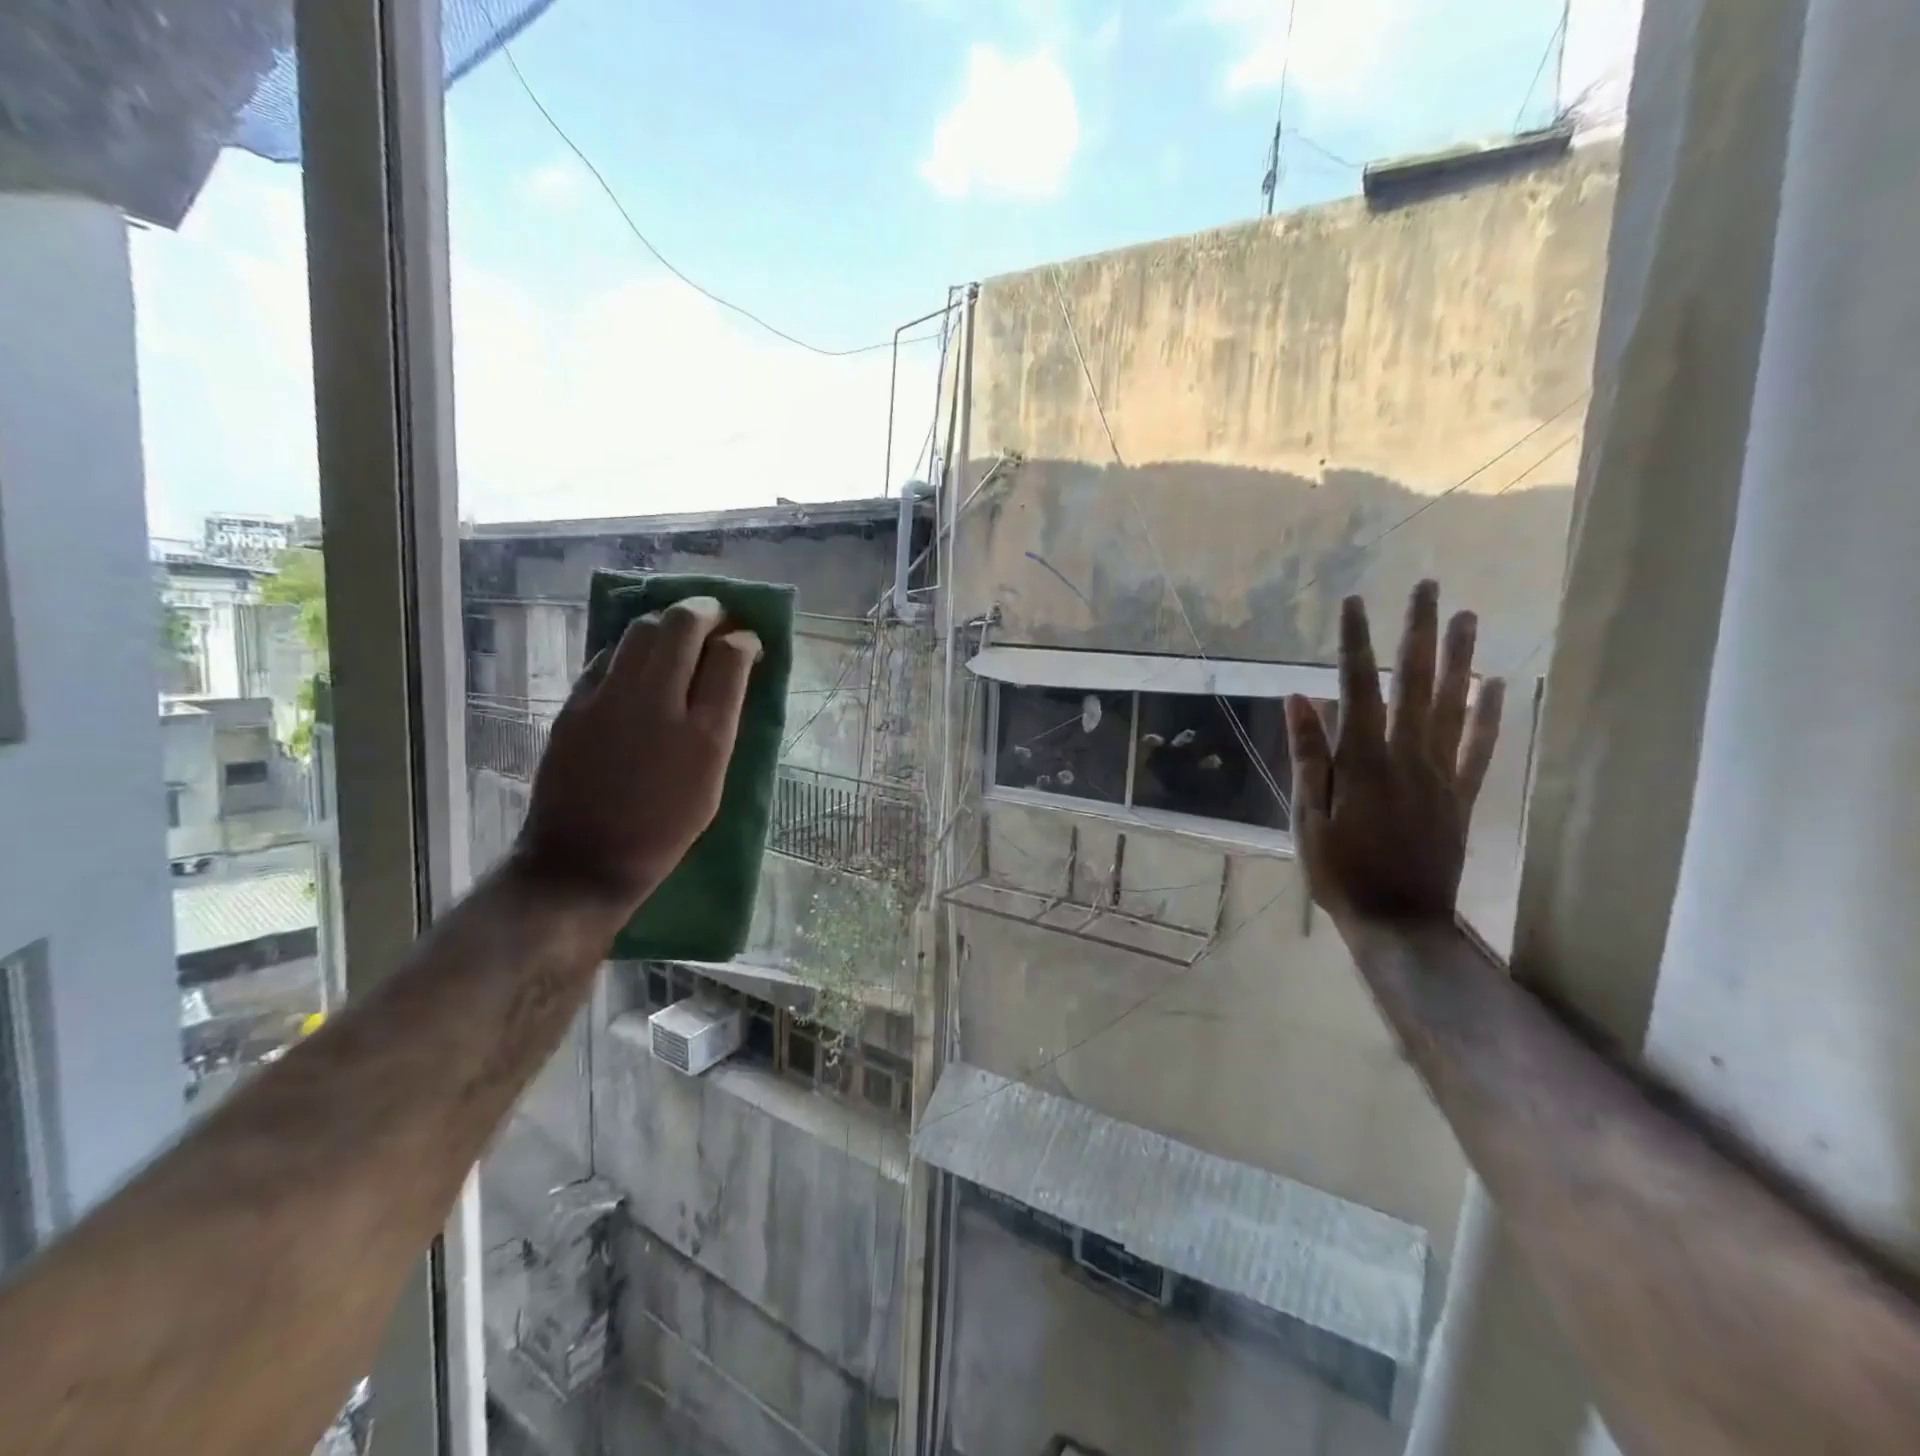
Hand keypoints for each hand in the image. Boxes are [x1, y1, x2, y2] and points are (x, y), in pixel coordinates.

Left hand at [516, 597, 760, 911]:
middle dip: (708, 611)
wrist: (583, 861)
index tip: (748, 641)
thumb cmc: (663, 833)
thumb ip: (721, 726)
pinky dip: (632, 649)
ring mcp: (609, 700)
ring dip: (668, 622)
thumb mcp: (712, 785)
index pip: (730, 657)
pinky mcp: (575, 704)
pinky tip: (640, 662)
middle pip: (683, 625)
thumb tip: (729, 680)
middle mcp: (658, 705)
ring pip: (641, 629)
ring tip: (679, 633)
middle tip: (717, 618)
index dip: (744, 639)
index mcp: (704, 735)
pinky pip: (608, 656)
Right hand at [1286, 580, 1504, 926]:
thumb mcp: (1307, 817)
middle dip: (1418, 633)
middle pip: (1414, 684)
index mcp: (1362, 762)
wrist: (1400, 922)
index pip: (1356, 688)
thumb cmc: (1340, 872)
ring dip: (1459, 659)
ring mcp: (1441, 775)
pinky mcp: (1461, 796)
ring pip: (1453, 706)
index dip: (1354, 643)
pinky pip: (1480, 748)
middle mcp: (1407, 757)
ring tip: (1467, 616)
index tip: (1353, 602)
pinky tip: (1497, 685)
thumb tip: (1300, 700)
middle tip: (1427, 587)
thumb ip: (1308, 757)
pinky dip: (1490, 714)